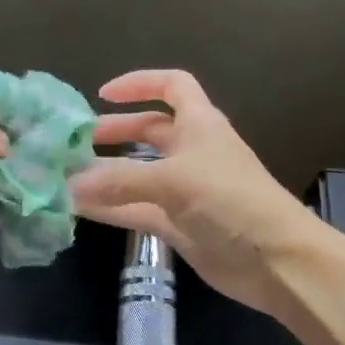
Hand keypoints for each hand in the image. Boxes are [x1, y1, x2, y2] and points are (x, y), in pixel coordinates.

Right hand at [68, 70, 323, 317]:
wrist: (276, 260)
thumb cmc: (231, 201)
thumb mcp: (174, 180)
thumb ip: (120, 180)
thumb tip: (70, 183)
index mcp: (200, 124)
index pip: (172, 86)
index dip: (140, 84)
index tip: (103, 94)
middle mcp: (192, 151)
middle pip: (150, 131)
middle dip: (115, 132)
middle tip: (76, 143)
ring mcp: (185, 190)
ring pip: (139, 173)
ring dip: (107, 173)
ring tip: (68, 175)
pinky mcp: (179, 224)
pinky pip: (137, 209)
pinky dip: (111, 207)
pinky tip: (80, 208)